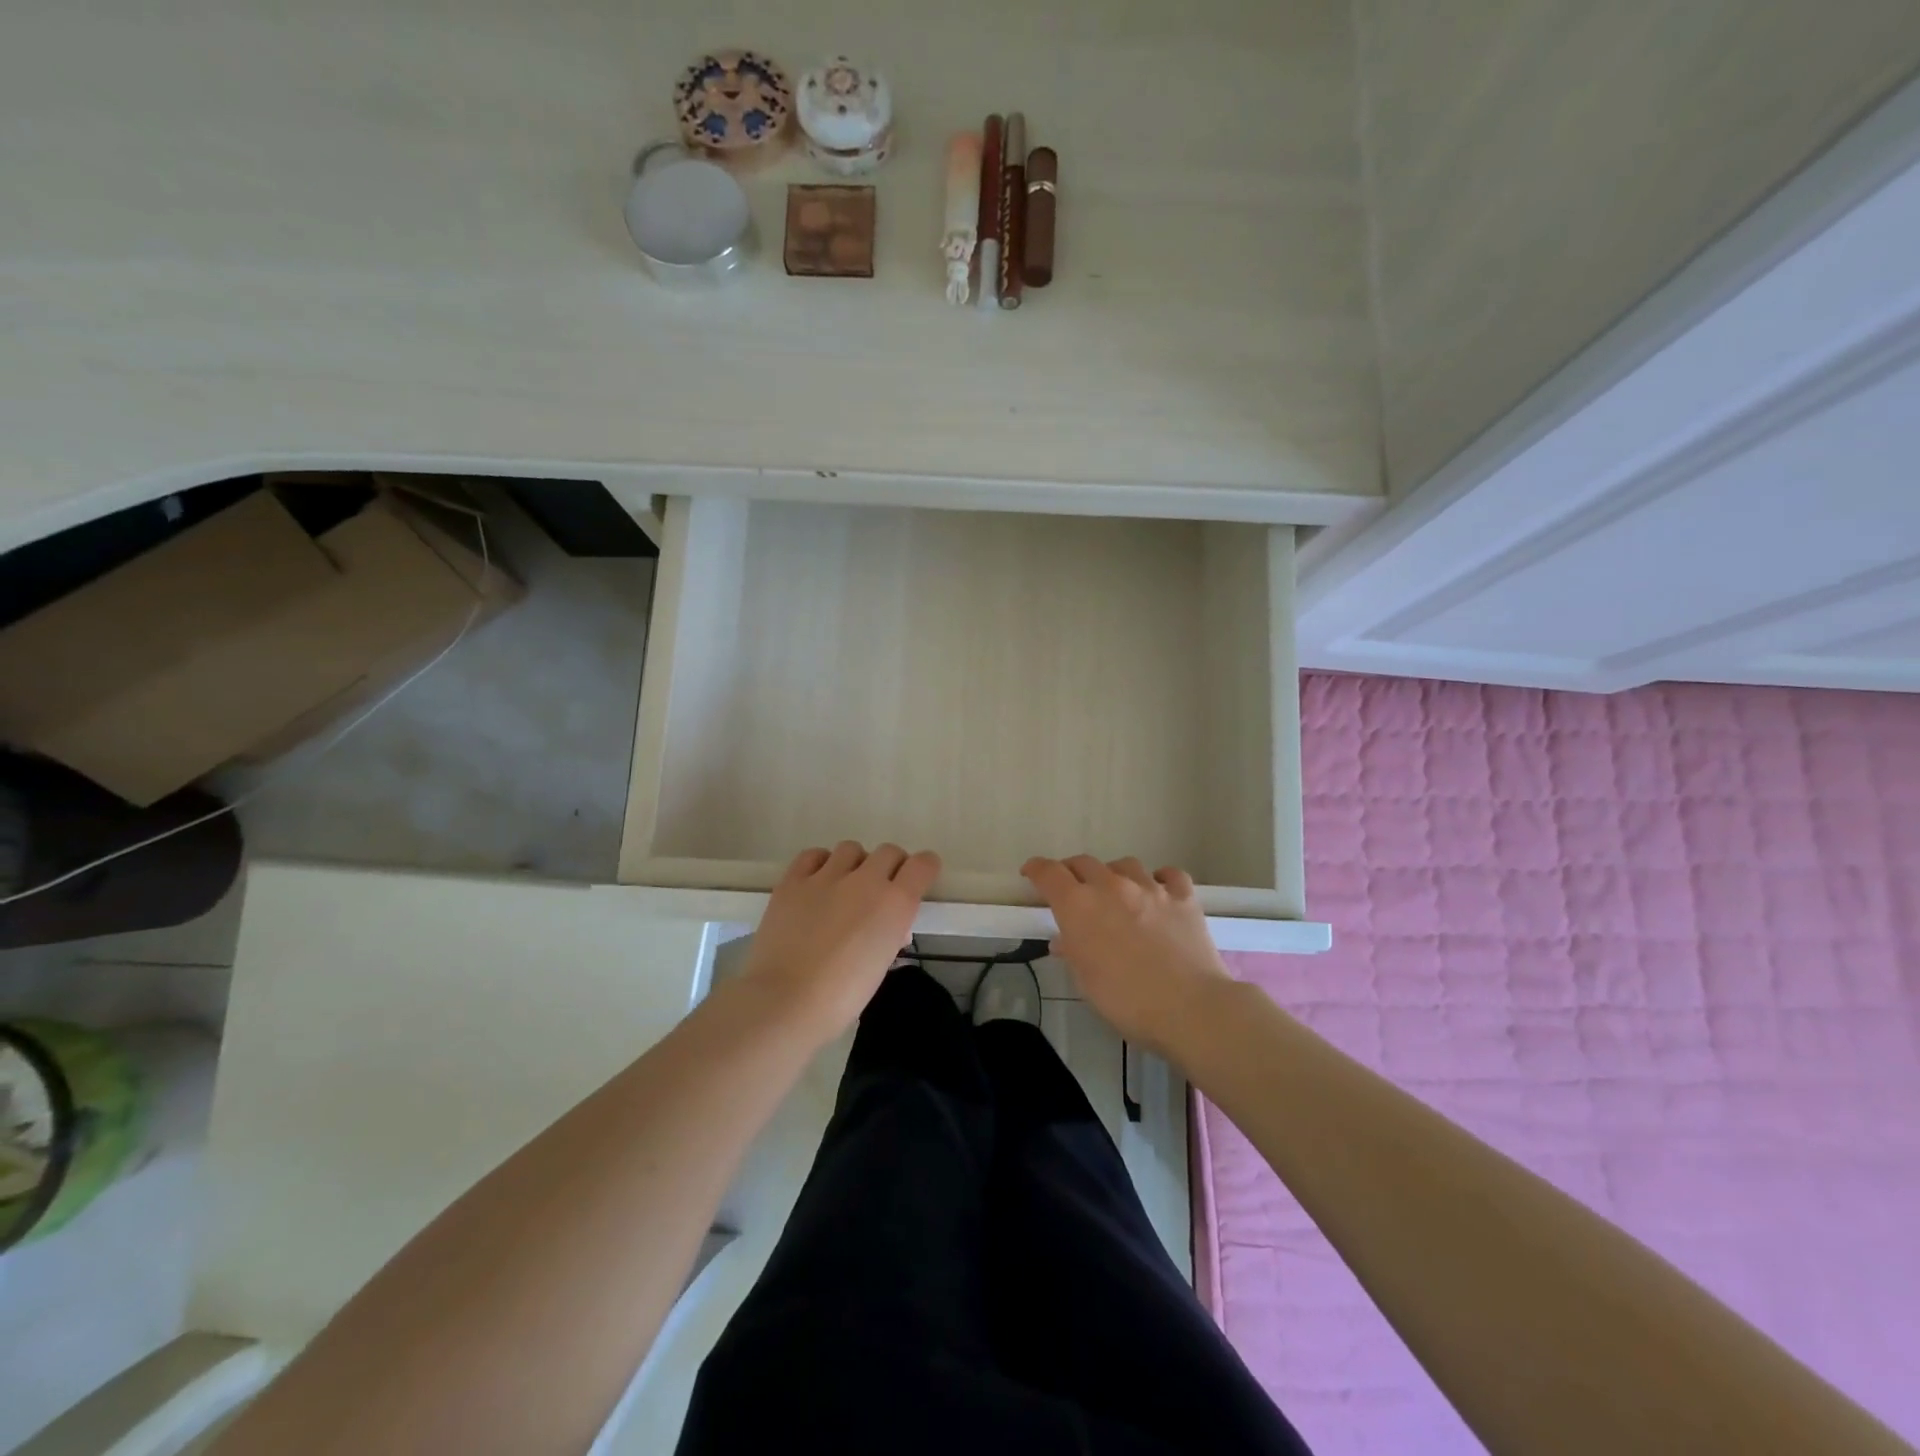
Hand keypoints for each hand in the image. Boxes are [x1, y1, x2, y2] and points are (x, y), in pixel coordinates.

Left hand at [741, 842, 939, 1041]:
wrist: (786, 1002)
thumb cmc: (842, 997)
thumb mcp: (881, 964)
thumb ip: (890, 934)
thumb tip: (889, 927)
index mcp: (895, 903)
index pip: (922, 865)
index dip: (923, 869)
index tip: (918, 880)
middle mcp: (866, 880)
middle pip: (888, 852)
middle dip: (890, 867)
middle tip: (879, 890)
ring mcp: (826, 876)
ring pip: (851, 849)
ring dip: (855, 864)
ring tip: (844, 887)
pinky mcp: (793, 881)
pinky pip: (813, 855)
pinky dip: (820, 864)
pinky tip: (816, 883)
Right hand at [1022, 855, 1232, 1054]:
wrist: (1189, 1008)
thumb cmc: (1126, 1001)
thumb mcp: (1086, 982)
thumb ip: (1073, 952)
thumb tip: (1065, 940)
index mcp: (1079, 906)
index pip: (1049, 873)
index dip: (1036, 870)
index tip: (1031, 874)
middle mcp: (1111, 886)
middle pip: (1084, 863)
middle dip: (1073, 873)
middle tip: (1073, 890)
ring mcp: (1151, 888)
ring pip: (1125, 864)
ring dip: (1114, 874)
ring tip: (1117, 893)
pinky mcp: (1183, 897)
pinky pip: (1169, 875)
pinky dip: (1160, 879)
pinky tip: (1159, 892)